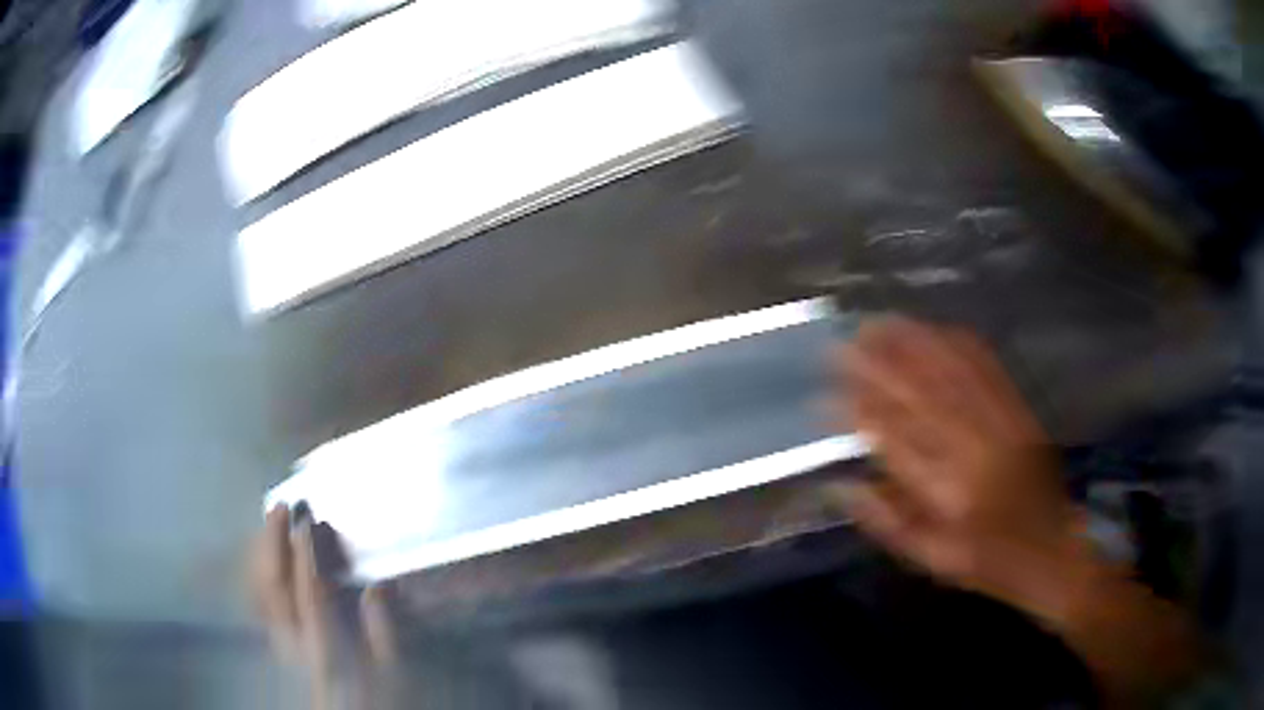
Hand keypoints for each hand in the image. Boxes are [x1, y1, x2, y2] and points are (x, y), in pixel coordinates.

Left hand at [250, 506, 397, 709]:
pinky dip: (258, 577)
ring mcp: (282, 644)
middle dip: (275, 542)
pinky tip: (262, 563)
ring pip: (261, 591)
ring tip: (268, 526)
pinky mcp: (279, 649)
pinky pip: (259, 606)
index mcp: (326, 645)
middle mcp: (295, 641)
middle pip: (275, 584)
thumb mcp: (394, 676)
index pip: (310, 590)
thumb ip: (385, 636)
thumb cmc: (376, 699)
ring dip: (262, 554)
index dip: (307, 553)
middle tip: (280, 507)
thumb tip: (377, 589)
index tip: (308, 521)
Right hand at [830, 319, 1207, 705]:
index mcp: (948, 494)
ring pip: (952, 374)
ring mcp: (1002, 425)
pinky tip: (937, 328)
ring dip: (914, 345)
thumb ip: (887, 524)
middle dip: (878, 366)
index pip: (895, 442)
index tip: (829, 393)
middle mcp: (973, 451)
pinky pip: (988, 369)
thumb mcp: (933, 560)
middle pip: (920, 396)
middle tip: (844, 343)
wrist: (1054, 552)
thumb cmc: (989, 564)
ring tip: (880, 323)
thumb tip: (841, 487)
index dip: (860, 412)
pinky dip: (959, 344)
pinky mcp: (1021, 412)